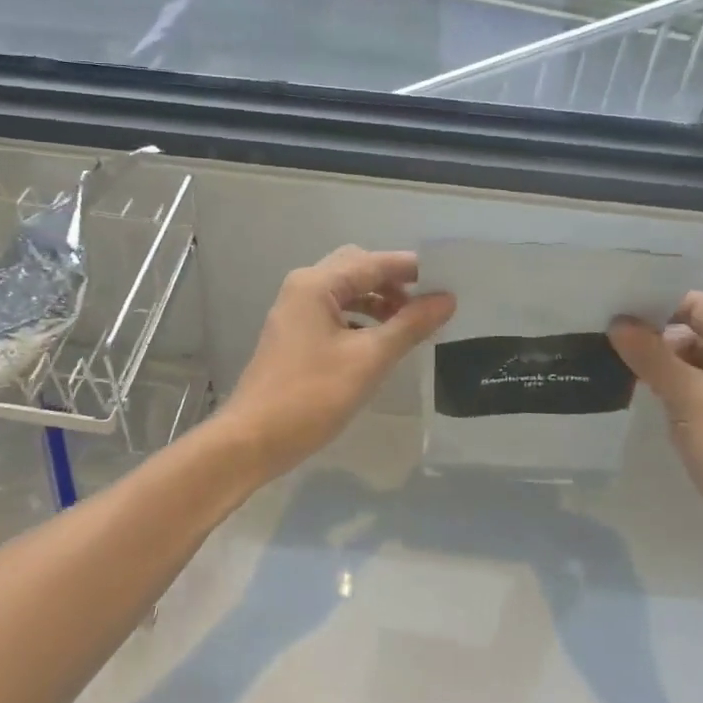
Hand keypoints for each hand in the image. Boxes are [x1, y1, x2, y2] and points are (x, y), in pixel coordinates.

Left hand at [219, 247, 454, 480]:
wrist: (252, 440)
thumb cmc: (311, 396)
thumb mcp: (368, 360)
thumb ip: (409, 325)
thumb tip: (446, 299)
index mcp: (316, 284)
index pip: (373, 262)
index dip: (413, 268)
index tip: (450, 280)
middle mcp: (303, 288)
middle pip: (357, 269)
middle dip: (394, 282)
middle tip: (429, 303)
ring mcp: (295, 312)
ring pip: (346, 292)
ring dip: (378, 302)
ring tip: (411, 325)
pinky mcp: (294, 335)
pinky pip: (335, 313)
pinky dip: (361, 320)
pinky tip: (381, 342)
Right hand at [609, 292, 702, 586]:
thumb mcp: (691, 398)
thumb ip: (652, 356)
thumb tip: (618, 322)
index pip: (697, 306)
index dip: (656, 304)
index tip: (611, 311)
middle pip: (692, 332)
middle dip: (650, 336)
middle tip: (601, 339)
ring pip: (689, 363)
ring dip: (656, 364)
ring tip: (609, 363)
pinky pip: (693, 391)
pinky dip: (667, 390)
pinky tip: (636, 396)